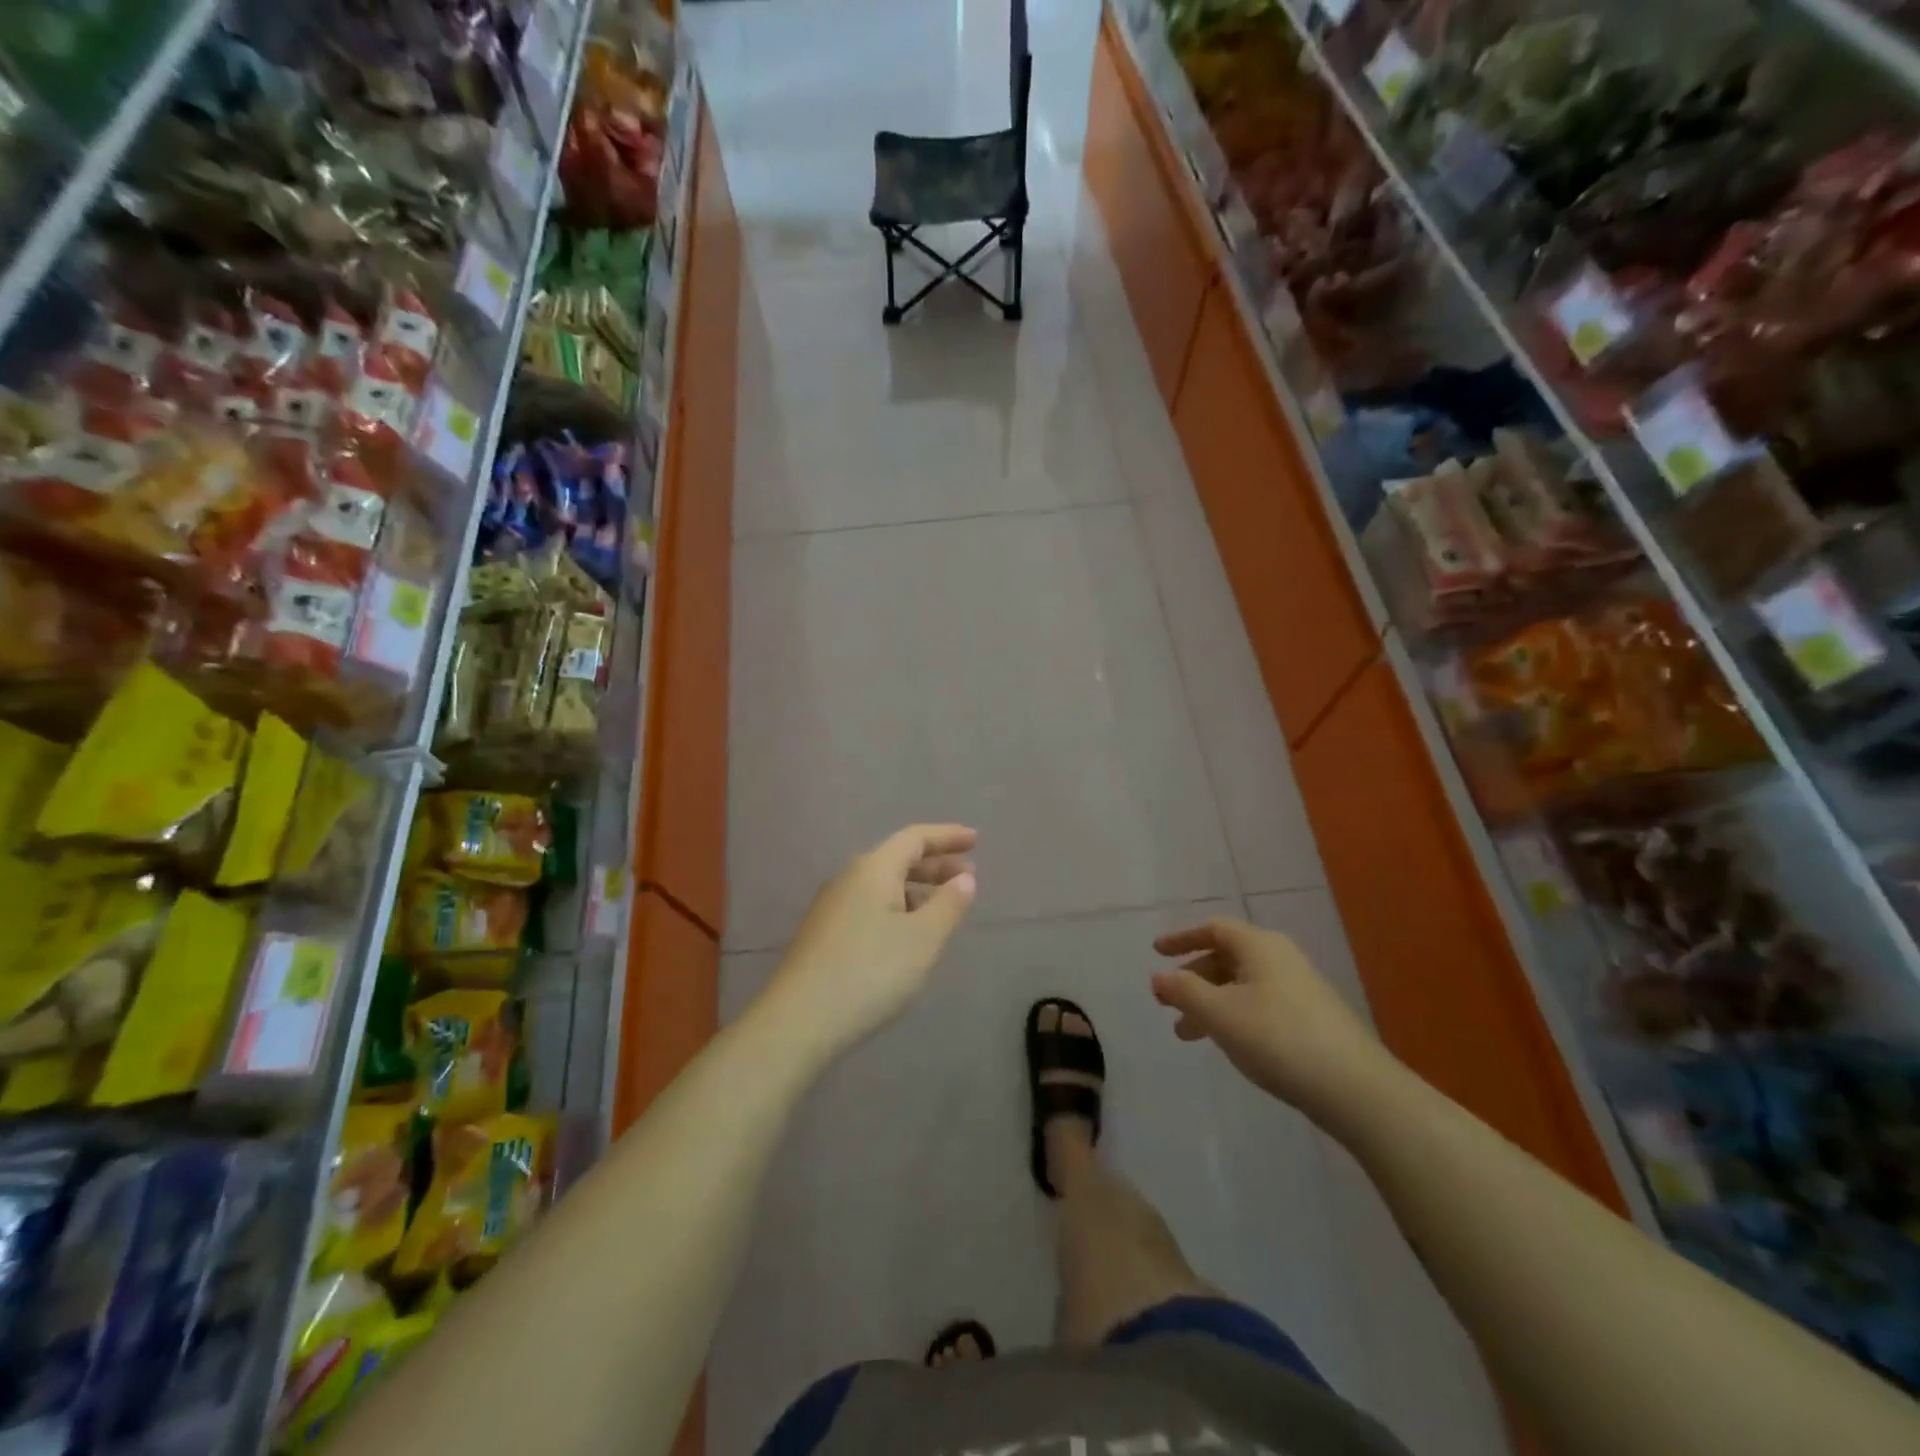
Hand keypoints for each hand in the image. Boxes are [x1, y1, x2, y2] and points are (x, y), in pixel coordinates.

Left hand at [761, 825, 977, 1058]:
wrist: (798, 1022)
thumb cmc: (870, 973)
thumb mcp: (922, 939)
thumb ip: (948, 904)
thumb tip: (964, 877)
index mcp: (873, 869)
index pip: (915, 838)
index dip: (947, 836)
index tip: (975, 840)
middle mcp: (848, 878)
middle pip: (897, 858)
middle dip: (934, 863)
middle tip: (968, 875)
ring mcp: (831, 907)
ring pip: (882, 884)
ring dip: (916, 888)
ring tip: (943, 906)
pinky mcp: (823, 934)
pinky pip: (869, 905)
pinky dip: (897, 907)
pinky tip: (907, 933)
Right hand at [1151, 918, 1399, 1127]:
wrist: (1356, 1089)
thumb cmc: (1278, 1039)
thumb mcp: (1219, 1013)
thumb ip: (1184, 991)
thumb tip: (1158, 977)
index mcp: (1259, 946)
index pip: (1213, 929)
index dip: (1182, 938)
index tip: (1156, 952)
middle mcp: (1281, 958)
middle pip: (1226, 957)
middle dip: (1193, 979)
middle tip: (1168, 1003)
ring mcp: (1300, 988)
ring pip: (1242, 985)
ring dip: (1210, 1003)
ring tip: (1188, 1035)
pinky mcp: (1312, 1019)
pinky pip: (1259, 1004)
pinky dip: (1234, 1016)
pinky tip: (1229, 1044)